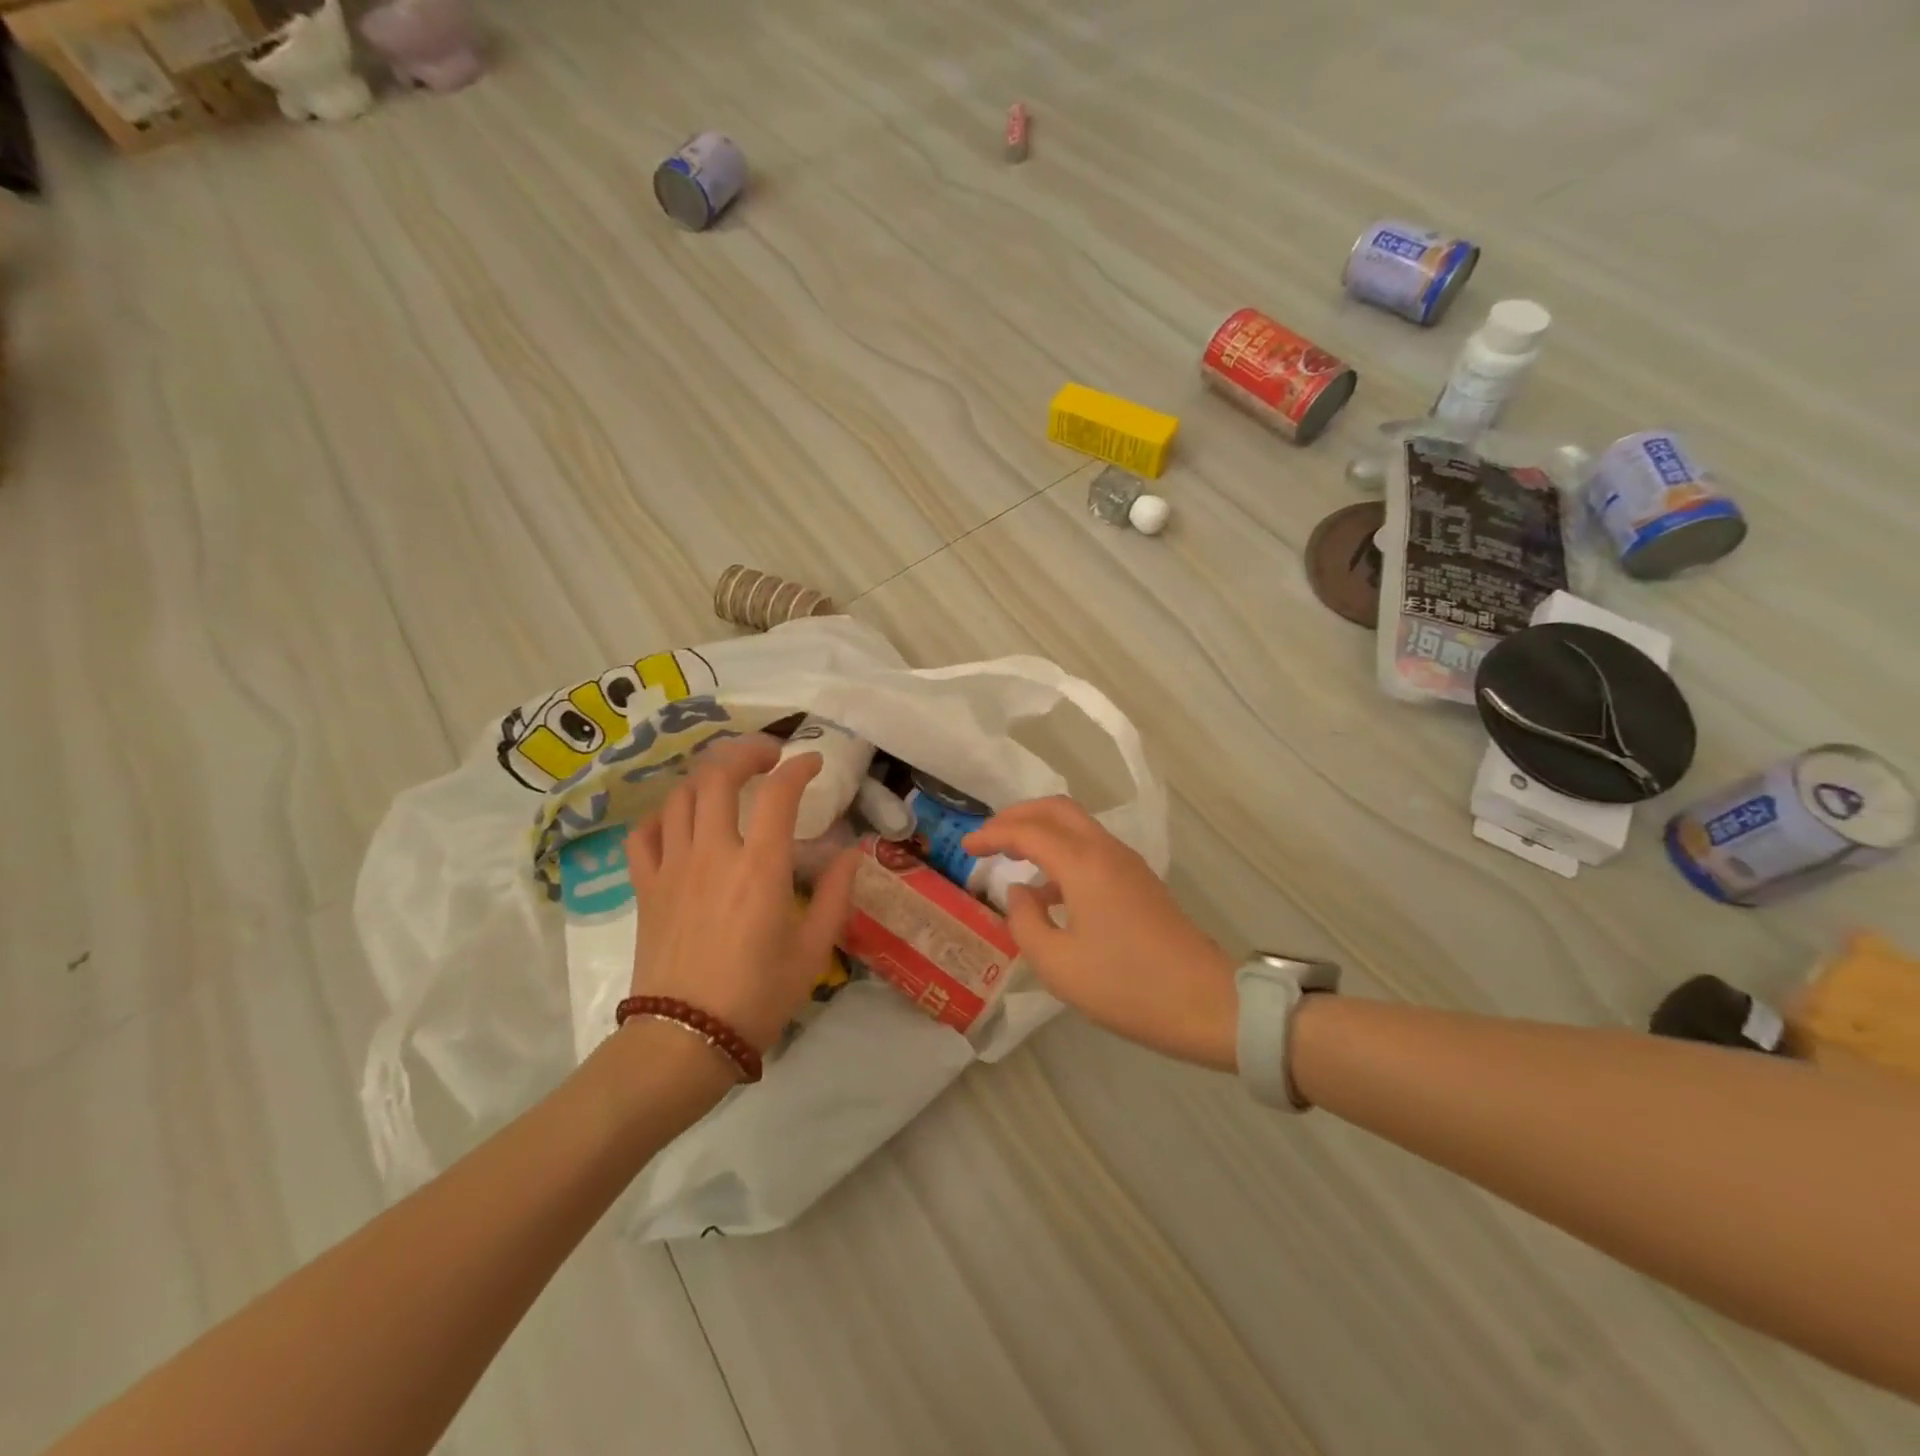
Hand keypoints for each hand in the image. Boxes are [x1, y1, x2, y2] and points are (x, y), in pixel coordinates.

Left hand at [626, 735, 858, 1054]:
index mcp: (760, 867)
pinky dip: (663, 816)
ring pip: (680, 796)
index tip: (812, 762)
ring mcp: (672, 867)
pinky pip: (644, 834)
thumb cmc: (758, 997)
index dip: (798, 767)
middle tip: (768, 755)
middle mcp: (713, 853)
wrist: (685, 1038)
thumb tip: (851, 853)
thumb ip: (837, 895)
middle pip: (719, 776)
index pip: (778, 793)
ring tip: (727, 781)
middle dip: (746, 753)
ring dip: (706, 777)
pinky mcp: (645, 887)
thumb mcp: (814, 950)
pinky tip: (680, 821)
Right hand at [965, 797, 1238, 1070]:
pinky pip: (1091, 849)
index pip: (1027, 830)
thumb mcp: (1058, 964)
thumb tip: (1019, 892)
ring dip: (1041, 831)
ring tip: (1010, 857)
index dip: (991, 834)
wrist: (1207, 1003)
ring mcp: (1127, 864)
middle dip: (1017, 816)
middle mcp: (1106, 851)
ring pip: (1076, 826)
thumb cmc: (1126, 986)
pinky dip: (1061, 853)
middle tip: (987, 838)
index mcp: (1083, 864)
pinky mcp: (1139, 881)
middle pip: (1056, 809)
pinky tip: (1047, 892)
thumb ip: (1025, 921)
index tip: (965, 847)